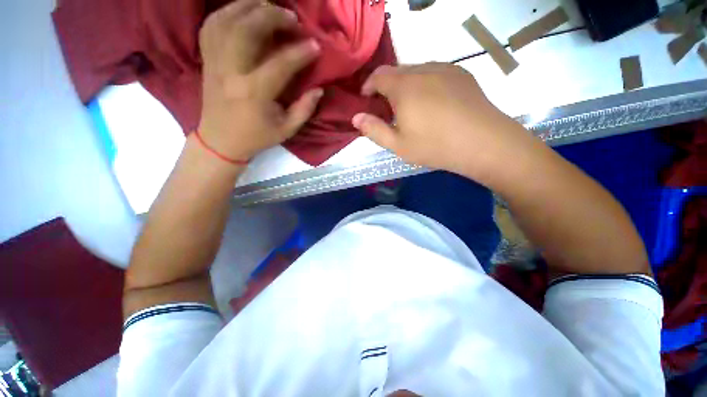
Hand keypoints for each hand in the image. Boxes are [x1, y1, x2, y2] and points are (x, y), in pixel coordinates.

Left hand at [198, 0, 321, 161]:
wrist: (220, 140)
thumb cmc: (256, 137)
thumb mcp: (286, 130)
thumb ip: (304, 109)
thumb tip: (319, 89)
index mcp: (255, 93)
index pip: (280, 64)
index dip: (301, 52)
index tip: (315, 45)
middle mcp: (231, 71)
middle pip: (247, 29)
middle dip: (273, 16)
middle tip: (292, 17)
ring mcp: (215, 61)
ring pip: (227, 20)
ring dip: (250, 7)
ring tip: (269, 6)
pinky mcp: (207, 59)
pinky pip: (212, 25)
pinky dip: (228, 12)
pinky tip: (243, 12)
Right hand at [352, 63, 535, 185]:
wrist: (483, 142)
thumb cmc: (434, 146)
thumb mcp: (398, 145)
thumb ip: (374, 130)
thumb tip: (356, 118)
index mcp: (404, 87)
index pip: (378, 76)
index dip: (368, 86)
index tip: (366, 99)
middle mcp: (423, 69)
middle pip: (396, 72)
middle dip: (386, 88)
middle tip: (387, 109)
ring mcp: (444, 68)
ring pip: (416, 71)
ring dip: (406, 86)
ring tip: (409, 108)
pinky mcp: (461, 73)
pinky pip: (434, 73)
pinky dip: (424, 84)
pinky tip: (431, 103)